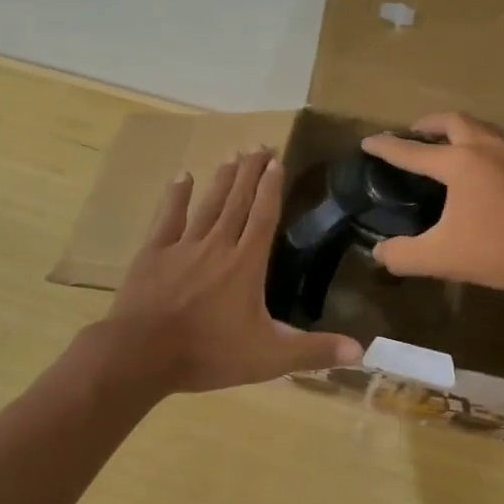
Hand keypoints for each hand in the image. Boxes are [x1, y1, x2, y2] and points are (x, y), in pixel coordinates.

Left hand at [99, 149, 364, 394]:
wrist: (142, 355)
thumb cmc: (209, 354)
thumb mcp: (269, 357)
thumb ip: (313, 351)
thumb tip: (361, 351)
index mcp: (246, 264)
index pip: (264, 217)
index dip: (271, 188)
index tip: (277, 161)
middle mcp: (218, 245)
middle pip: (238, 201)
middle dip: (250, 172)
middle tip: (259, 145)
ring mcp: (183, 246)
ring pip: (208, 204)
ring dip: (222, 179)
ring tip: (232, 155)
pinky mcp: (153, 254)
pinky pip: (168, 218)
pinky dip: (176, 197)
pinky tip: (183, 176)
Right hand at [360, 113, 503, 293]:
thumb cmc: (498, 249)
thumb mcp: (441, 257)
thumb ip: (403, 255)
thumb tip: (379, 254)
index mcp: (459, 163)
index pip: (412, 151)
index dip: (387, 147)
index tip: (368, 141)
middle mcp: (485, 149)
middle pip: (453, 122)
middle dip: (428, 125)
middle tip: (413, 134)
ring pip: (480, 128)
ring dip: (457, 130)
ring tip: (444, 146)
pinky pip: (496, 143)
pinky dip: (478, 143)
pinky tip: (478, 168)